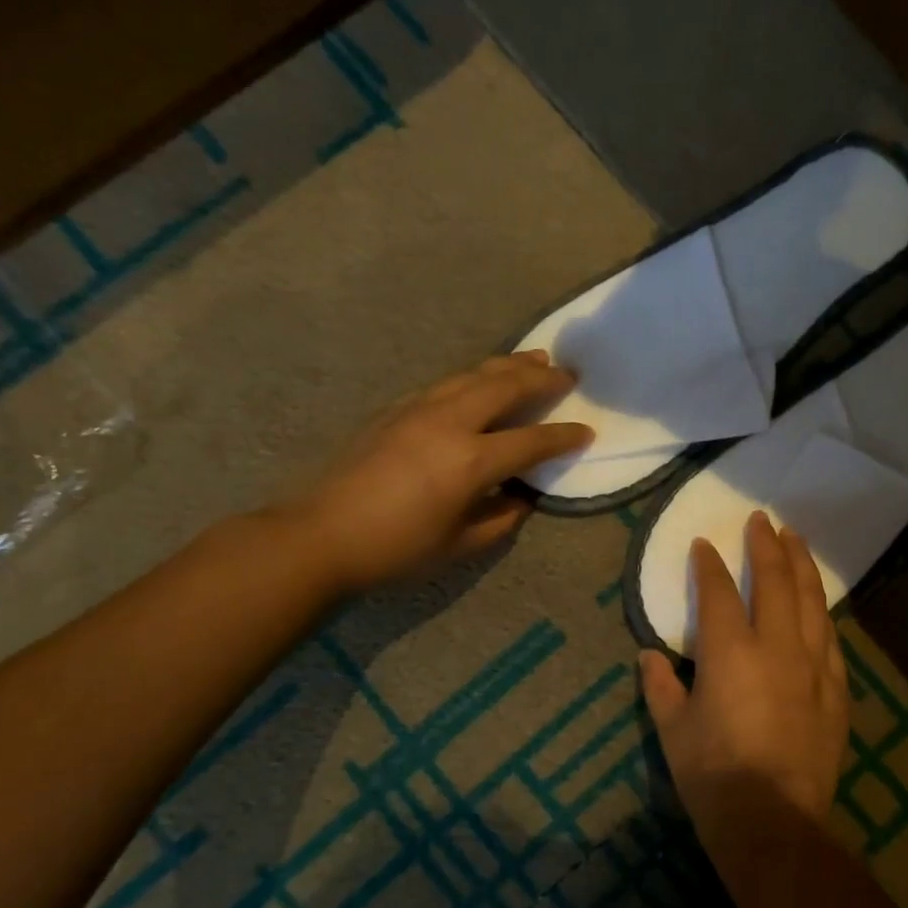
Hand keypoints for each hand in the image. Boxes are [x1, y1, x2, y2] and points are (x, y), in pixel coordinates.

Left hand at [287, 351, 591, 590]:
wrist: (320, 535)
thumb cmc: (396, 549)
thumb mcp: (460, 545)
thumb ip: (501, 518)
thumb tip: (522, 497)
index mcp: (471, 460)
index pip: (532, 441)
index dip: (564, 436)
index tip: (587, 432)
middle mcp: (450, 422)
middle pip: (505, 387)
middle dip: (542, 378)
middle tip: (567, 373)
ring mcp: (419, 409)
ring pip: (473, 374)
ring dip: (508, 365)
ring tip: (533, 358)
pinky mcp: (396, 408)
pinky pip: (447, 382)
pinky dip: (475, 376)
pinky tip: (480, 380)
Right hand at [639, 511, 849, 825]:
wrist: (775, 824)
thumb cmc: (713, 776)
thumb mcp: (673, 731)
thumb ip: (661, 686)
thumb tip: (649, 655)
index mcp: (731, 651)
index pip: (719, 592)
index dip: (710, 564)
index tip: (704, 544)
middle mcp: (777, 647)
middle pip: (776, 581)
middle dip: (767, 545)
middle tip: (762, 520)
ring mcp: (813, 667)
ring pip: (812, 601)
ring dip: (802, 566)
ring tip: (797, 540)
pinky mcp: (836, 691)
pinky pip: (831, 639)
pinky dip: (822, 613)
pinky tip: (819, 604)